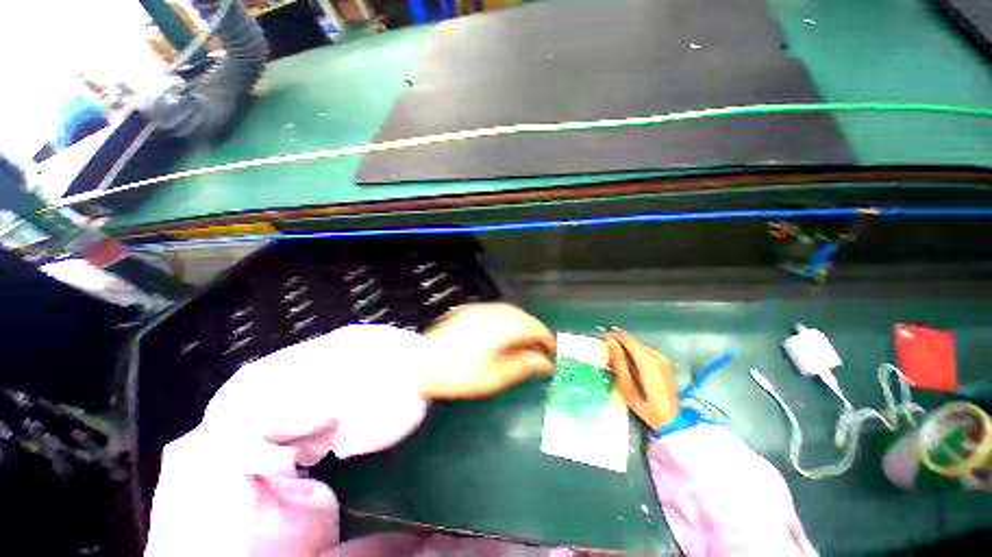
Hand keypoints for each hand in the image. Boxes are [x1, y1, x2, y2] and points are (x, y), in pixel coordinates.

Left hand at [420, 303, 555, 398]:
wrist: (421, 365)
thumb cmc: (460, 375)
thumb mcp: (496, 377)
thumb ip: (524, 366)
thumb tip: (546, 363)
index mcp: (500, 328)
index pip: (532, 327)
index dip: (546, 338)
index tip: (553, 350)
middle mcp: (492, 313)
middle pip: (522, 316)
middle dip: (535, 329)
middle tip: (541, 346)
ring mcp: (479, 309)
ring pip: (510, 311)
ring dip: (522, 322)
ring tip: (526, 340)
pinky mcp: (469, 311)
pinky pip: (496, 310)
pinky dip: (508, 319)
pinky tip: (506, 332)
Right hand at [604, 331, 679, 430]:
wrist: (670, 420)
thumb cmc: (645, 406)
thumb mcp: (626, 386)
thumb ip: (618, 362)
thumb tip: (610, 342)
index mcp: (647, 361)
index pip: (628, 339)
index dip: (614, 336)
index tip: (602, 338)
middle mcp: (657, 356)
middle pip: (634, 342)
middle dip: (619, 343)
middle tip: (607, 351)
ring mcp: (663, 359)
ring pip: (640, 347)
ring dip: (627, 349)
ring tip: (616, 360)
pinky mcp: (665, 364)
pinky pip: (646, 353)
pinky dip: (635, 355)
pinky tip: (630, 365)